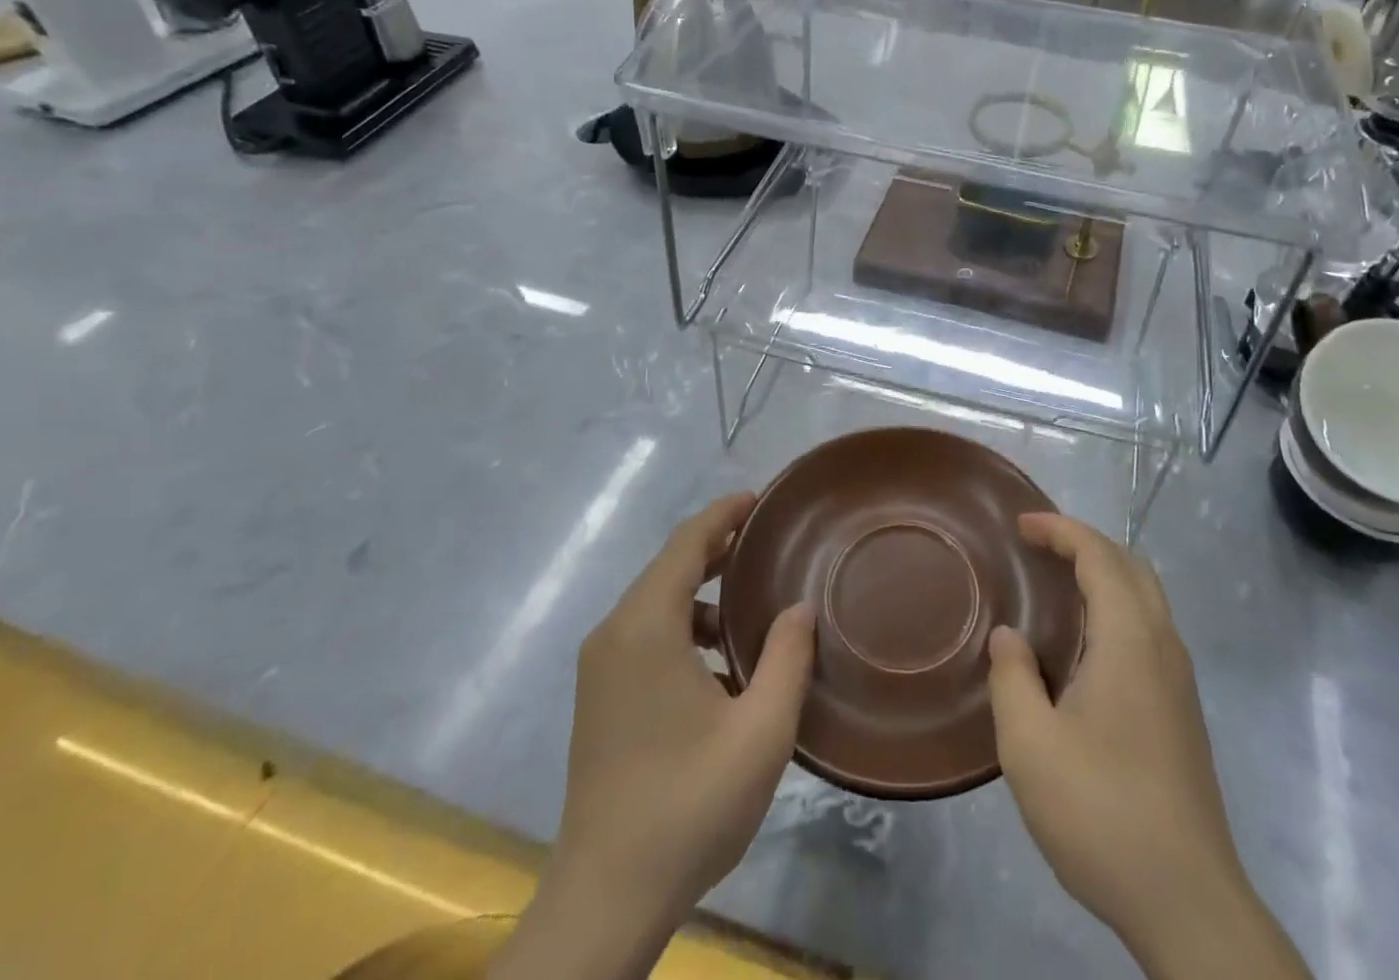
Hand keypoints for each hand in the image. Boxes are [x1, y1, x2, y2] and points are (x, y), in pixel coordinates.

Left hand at [492, 494, 814, 979]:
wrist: (605, 900)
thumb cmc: (688, 805)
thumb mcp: (761, 730)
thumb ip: (787, 657)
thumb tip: (799, 607)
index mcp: (645, 627)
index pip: (686, 544)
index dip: (723, 514)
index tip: (760, 499)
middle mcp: (614, 634)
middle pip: (669, 567)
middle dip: (718, 548)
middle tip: (768, 543)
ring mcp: (600, 668)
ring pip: (657, 603)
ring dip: (703, 594)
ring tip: (753, 608)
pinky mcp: (599, 698)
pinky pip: (646, 635)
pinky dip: (685, 628)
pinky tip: (721, 666)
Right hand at [988, 514, 1308, 979]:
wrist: (1187, 902)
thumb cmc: (1101, 811)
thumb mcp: (1029, 745)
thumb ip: (1012, 678)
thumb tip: (1009, 637)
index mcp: (1130, 639)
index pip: (1099, 555)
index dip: (1060, 529)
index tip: (1021, 525)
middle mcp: (1163, 646)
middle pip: (1130, 566)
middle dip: (1084, 543)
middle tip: (1038, 546)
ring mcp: (1179, 681)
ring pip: (1145, 599)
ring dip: (1103, 575)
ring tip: (1055, 586)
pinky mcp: (1182, 712)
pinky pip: (1148, 630)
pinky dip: (1115, 609)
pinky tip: (1083, 647)